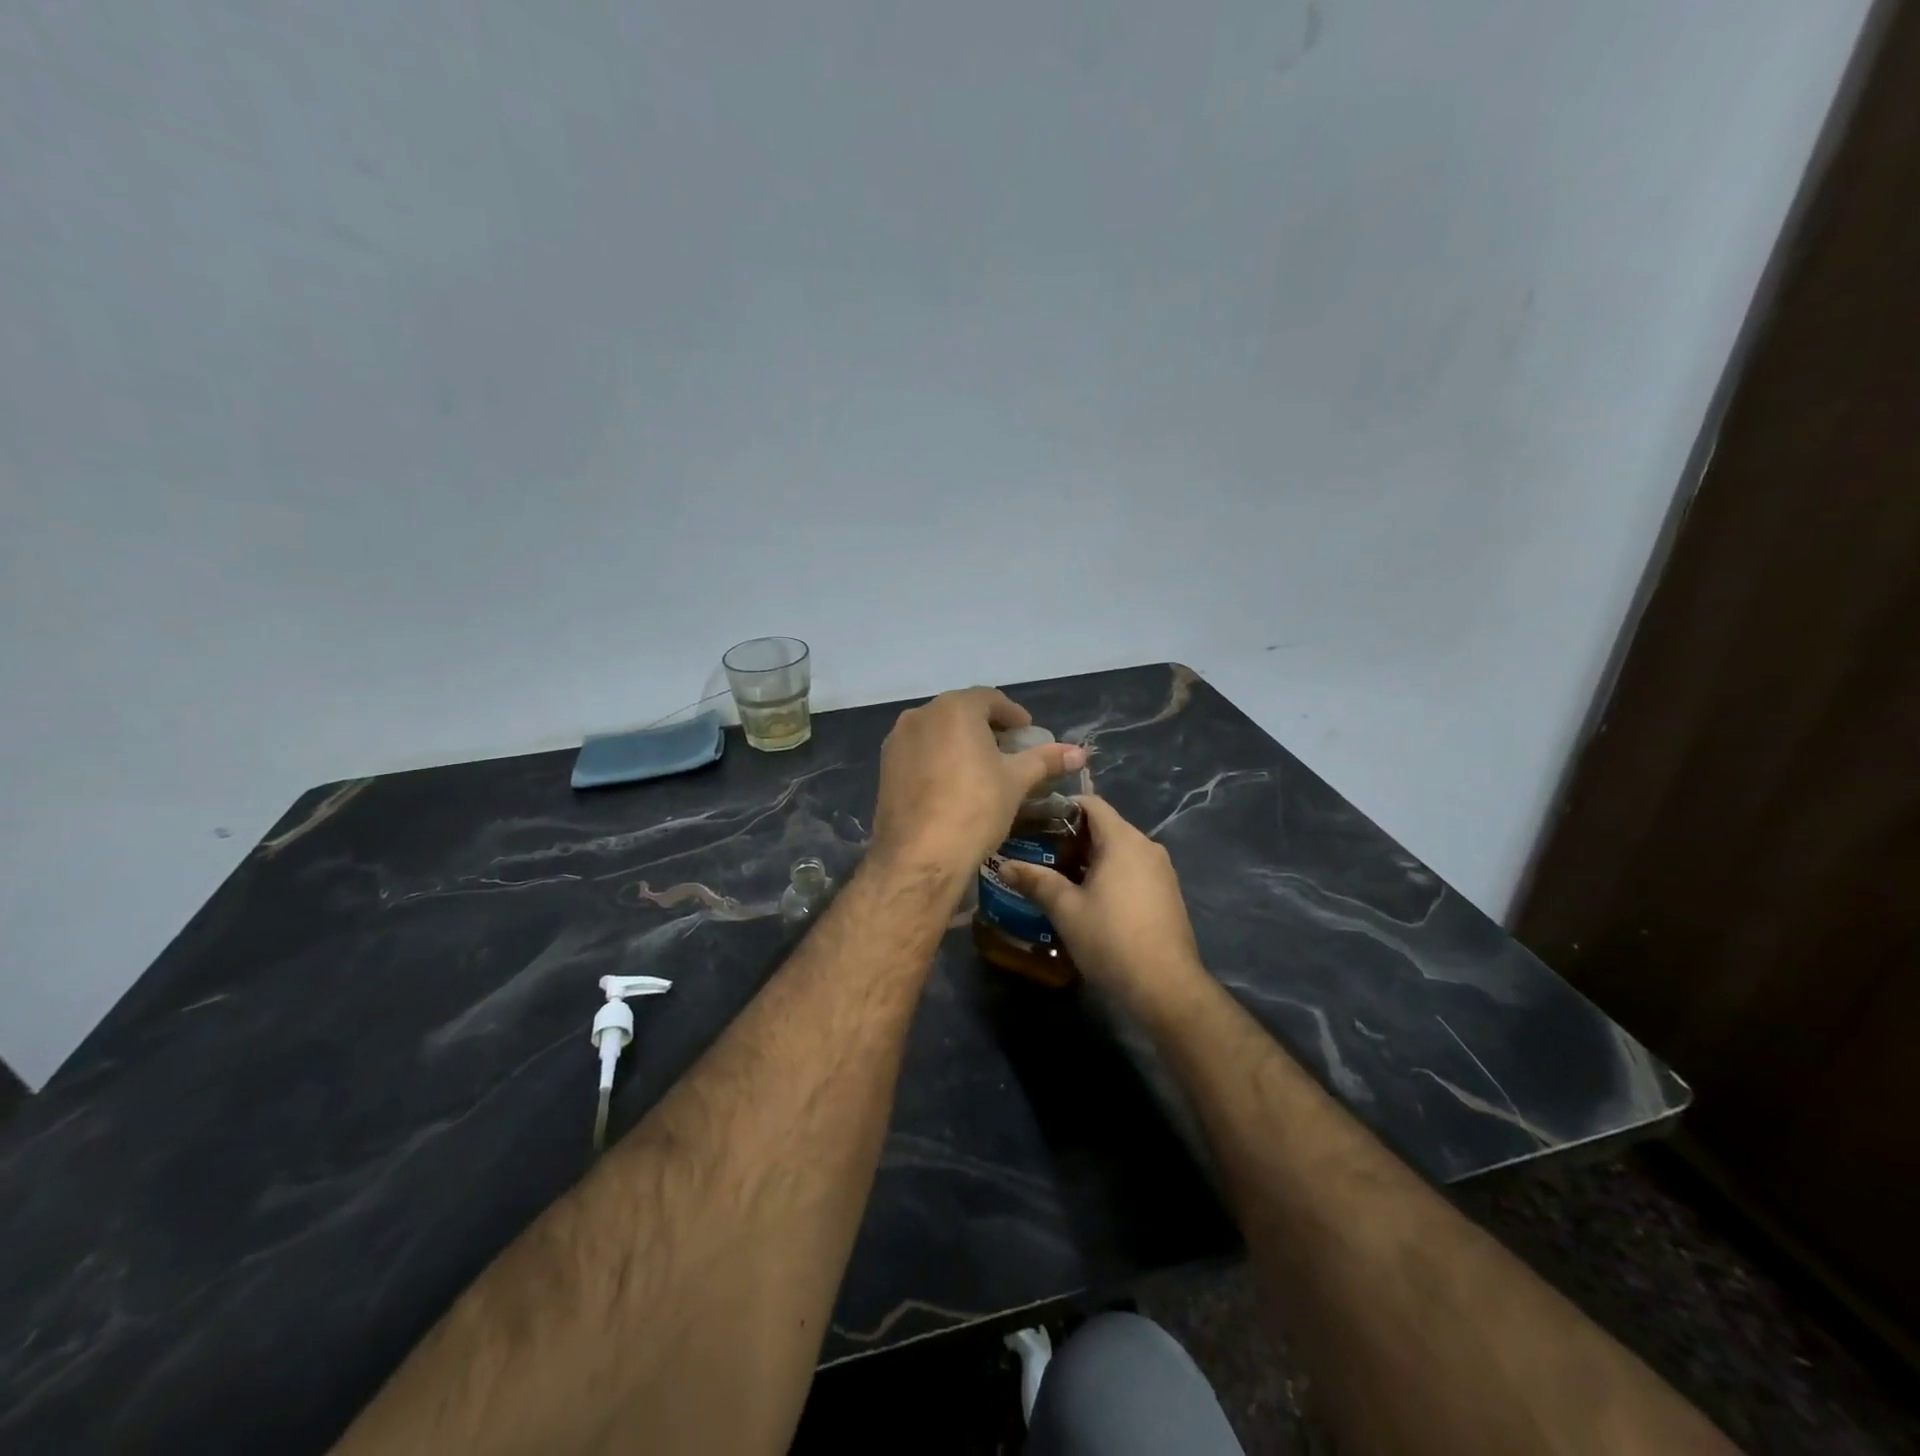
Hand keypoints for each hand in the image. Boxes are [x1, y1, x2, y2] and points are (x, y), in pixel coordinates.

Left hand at [869, 687, 1085, 881]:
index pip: (990, 699)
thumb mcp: (1016, 782)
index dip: (1013, 714)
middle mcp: (920, 715)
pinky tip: (952, 783)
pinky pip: (919, 752)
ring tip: (981, 767)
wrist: (920, 855)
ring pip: (937, 731)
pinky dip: (938, 758)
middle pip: (960, 712)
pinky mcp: (885, 767)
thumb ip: (1046, 760)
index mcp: (954, 709)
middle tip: (1008, 749)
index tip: (1028, 733)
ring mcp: (897, 741)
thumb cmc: (975, 809)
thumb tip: (1079, 753)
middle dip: (986, 727)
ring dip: (960, 741)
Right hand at [997, 795, 1206, 1013]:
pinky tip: (1085, 900)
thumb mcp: (1066, 909)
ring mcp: (1161, 872)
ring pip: (1117, 852)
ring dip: (1087, 860)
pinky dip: (1107, 876)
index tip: (1033, 822)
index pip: (1091, 804)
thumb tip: (1004, 865)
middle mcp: (1146, 847)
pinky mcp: (1166, 895)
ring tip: (1055, 878)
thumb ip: (1036, 881)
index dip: (1060, 808)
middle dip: (1069, 839)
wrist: (1165, 988)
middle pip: (1104, 827)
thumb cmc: (1111, 939)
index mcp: (1123, 840)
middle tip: (1037, 854)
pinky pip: (1131, 871)